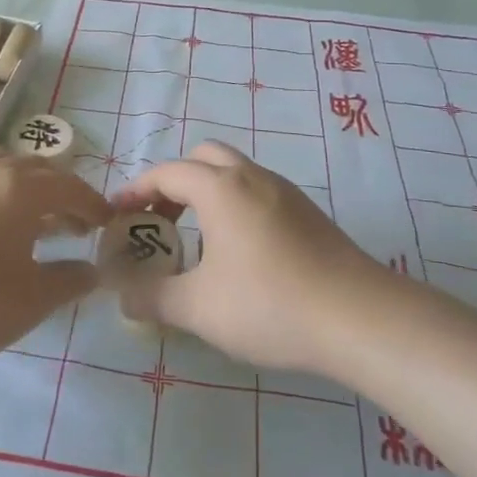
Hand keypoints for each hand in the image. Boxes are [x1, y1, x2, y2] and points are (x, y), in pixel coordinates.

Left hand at [0, 151, 105, 371]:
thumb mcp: (33, 299)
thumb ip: (69, 280)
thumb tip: (93, 271)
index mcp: (21, 188)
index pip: (69, 187)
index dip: (93, 205)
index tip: (108, 223)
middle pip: (39, 171)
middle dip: (64, 195)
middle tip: (79, 225)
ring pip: (7, 170)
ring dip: (32, 190)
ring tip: (41, 222)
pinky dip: (3, 195)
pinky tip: (1, 229)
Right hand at [115, 142, 386, 375]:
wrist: (360, 318)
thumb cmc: (269, 304)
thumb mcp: (198, 308)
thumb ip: (152, 298)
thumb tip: (122, 296)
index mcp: (221, 188)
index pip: (167, 173)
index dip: (136, 191)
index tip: (117, 214)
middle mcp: (252, 177)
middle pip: (203, 158)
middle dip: (173, 184)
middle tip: (160, 223)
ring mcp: (286, 192)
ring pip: (234, 174)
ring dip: (206, 195)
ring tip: (196, 242)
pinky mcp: (308, 213)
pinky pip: (258, 194)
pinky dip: (234, 208)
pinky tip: (239, 255)